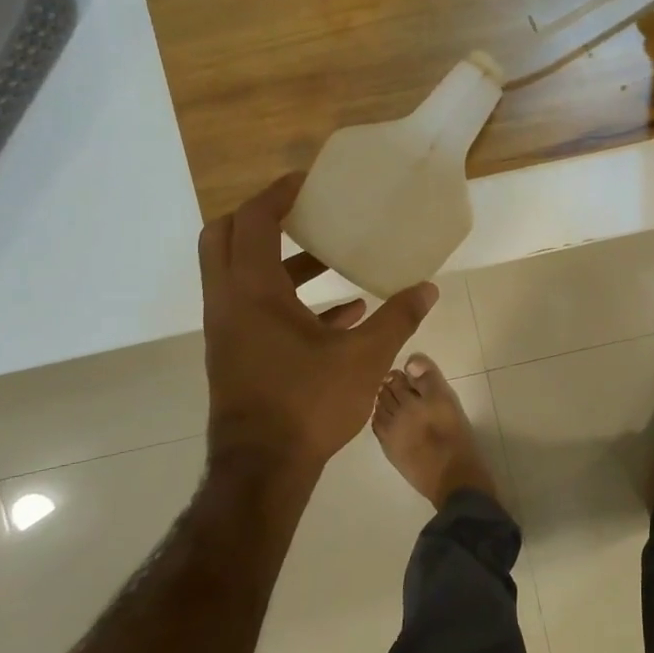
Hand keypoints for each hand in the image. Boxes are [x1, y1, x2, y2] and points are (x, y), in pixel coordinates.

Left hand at [199, 175, 436, 478]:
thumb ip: (397, 318)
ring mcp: (229, 331)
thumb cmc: (307, 404)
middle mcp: (230, 303)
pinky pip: (258, 311)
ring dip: (281, 262)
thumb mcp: (365, 358)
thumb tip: (428, 289)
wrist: (263, 470)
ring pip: (242, 277)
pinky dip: (291, 300)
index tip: (307, 181)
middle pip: (225, 238)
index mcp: (252, 291)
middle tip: (301, 211)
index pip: (252, 221)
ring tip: (331, 259)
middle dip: (260, 218)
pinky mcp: (238, 355)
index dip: (277, 194)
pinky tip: (343, 315)